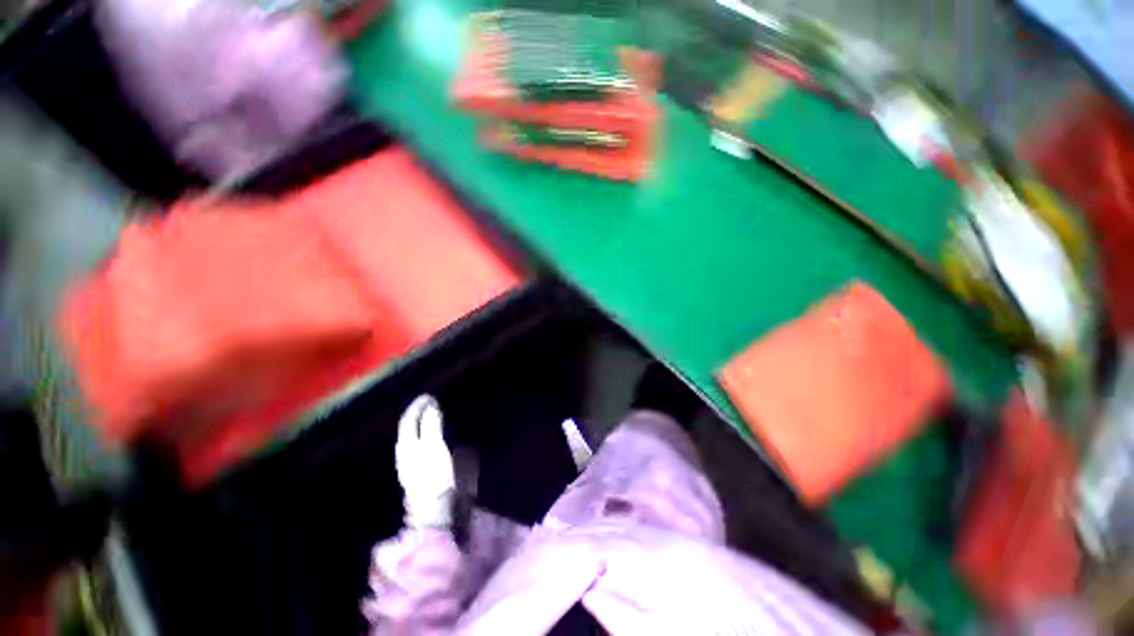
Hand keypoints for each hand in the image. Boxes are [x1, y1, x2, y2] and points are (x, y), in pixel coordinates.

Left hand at [396, 395, 455, 528]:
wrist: (434, 509)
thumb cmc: (437, 477)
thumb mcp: (435, 447)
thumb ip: (431, 426)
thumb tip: (430, 408)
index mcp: (408, 445)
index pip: (410, 420)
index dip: (419, 407)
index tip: (430, 397)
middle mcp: (405, 452)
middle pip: (407, 428)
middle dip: (417, 413)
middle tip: (430, 402)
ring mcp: (409, 463)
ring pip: (410, 436)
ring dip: (418, 422)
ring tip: (429, 414)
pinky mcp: (416, 471)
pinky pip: (414, 444)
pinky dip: (420, 433)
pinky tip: (427, 435)